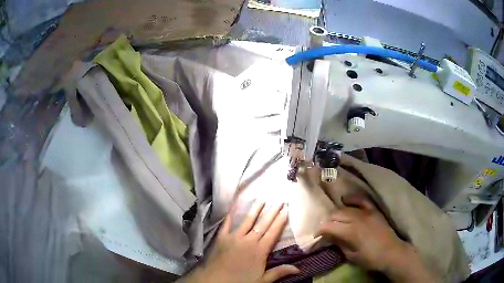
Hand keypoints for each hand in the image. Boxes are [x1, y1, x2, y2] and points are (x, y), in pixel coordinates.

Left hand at [183, 201, 299, 282]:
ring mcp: (234, 237)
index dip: (280, 221)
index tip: (286, 210)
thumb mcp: (262, 280)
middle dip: (272, 212)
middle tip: (279, 200)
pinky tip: (233, 205)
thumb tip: (299, 269)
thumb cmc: (241, 281)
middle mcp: (249, 241)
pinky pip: (227, 223)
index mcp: (260, 251)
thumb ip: (279, 272)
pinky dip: (230, 214)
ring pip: (247, 220)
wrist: (216, 281)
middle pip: (263, 224)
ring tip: (262, 198)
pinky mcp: (222, 237)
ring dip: (255, 209)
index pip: (273, 233)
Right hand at [318, 194, 435, 281]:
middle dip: (327, 222)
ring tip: (334, 220)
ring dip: (337, 213)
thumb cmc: (370, 258)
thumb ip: (339, 243)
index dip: (320, 230)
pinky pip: (361, 199)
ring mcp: (366, 212)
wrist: (391, 252)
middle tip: (325, 230)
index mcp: (351, 232)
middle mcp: (357, 218)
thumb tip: (329, 236)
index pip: (328, 226)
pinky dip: (352, 198)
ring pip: (345, 208)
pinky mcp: (373, 209)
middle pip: (335, 215)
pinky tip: (345, 199)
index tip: (317, 236)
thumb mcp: (351, 256)